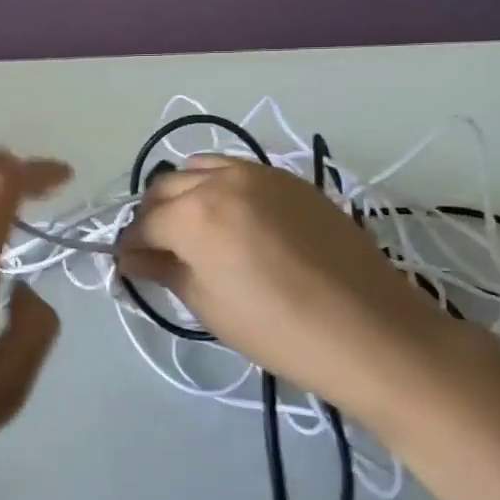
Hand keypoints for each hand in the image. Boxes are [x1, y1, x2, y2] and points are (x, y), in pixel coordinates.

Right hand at [117, 155, 493, 439]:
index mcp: (194, 215)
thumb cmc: (280, 330)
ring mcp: (260, 173)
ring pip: (199, 168)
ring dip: (184, 194)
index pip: (143, 223)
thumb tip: (131, 258)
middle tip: (158, 251)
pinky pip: (237, 170)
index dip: (129, 246)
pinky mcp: (289, 179)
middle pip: (165, 187)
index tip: (128, 265)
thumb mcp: (210, 306)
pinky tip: (232, 219)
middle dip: (152, 217)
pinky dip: (219, 186)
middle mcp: (221, 180)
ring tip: (194, 229)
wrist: (372, 331)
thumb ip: (164, 271)